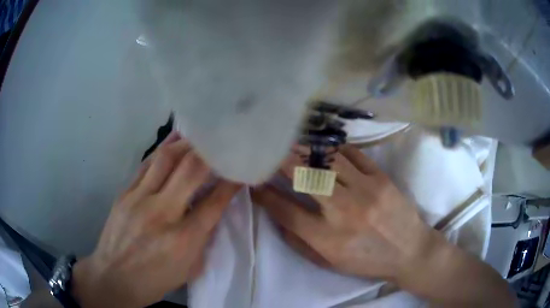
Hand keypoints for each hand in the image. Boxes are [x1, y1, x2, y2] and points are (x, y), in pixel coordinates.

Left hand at [72, 132, 240, 307]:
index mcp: (182, 239)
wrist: (113, 278)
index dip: (231, 183)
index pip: (214, 202)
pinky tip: (172, 143)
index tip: (240, 171)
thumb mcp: (188, 269)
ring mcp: (139, 199)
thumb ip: (202, 239)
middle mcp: (161, 213)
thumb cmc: (154, 280)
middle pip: (190, 169)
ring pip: (165, 158)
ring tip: (198, 135)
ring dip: (185, 143)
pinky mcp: (124, 193)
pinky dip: (162, 151)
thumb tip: (211, 211)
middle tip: (221, 144)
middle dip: (210, 153)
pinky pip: (146, 164)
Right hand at [252, 145, 515, 306]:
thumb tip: (277, 215)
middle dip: (280, 160)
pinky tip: (323, 145)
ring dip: (304, 149)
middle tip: (267, 150)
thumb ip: (299, 241)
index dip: (265, 194)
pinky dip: (333, 148)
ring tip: (290, 141)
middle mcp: (343, 211)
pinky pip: (352, 154)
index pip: (285, 210)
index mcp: (327, 238)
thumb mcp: (329, 263)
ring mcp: (364, 190)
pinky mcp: (381, 178)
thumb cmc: (367, 261)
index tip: (254, 182)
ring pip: (326, 160)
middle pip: (303, 176)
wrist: (410, 252)